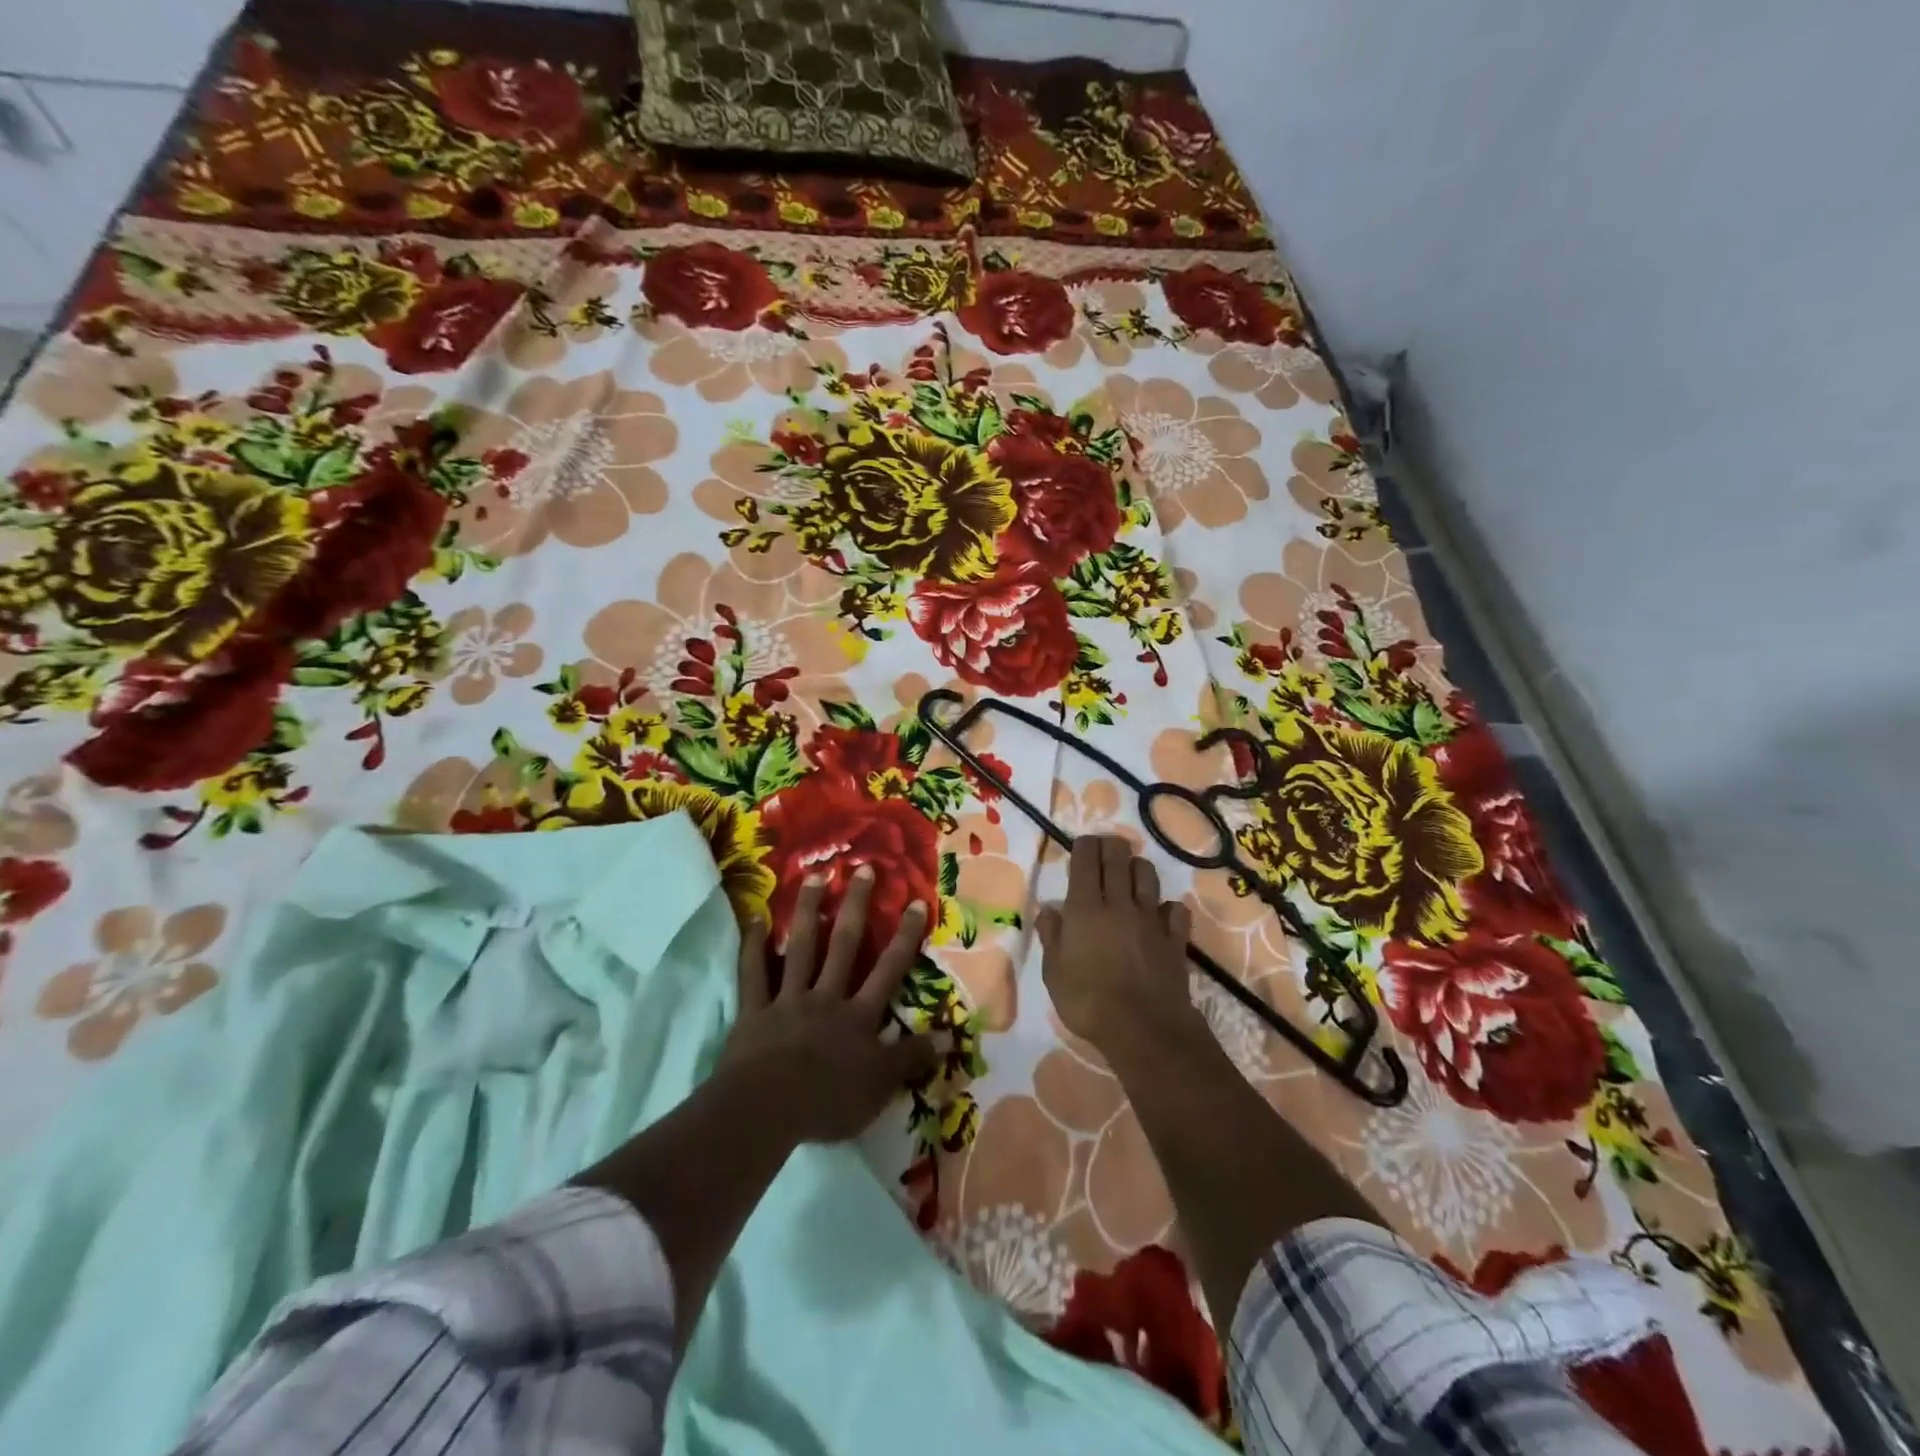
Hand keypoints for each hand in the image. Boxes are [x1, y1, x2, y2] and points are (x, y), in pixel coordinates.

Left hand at [720, 867, 936, 1144]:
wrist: (767, 1110)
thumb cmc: (829, 1102)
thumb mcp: (881, 1086)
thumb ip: (911, 1058)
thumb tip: (947, 1037)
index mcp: (858, 1016)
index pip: (889, 970)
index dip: (904, 937)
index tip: (915, 902)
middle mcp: (826, 997)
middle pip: (845, 945)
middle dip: (857, 906)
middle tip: (863, 869)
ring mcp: (789, 1000)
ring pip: (801, 948)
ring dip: (808, 911)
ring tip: (814, 877)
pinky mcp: (755, 1011)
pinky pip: (753, 974)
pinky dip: (752, 948)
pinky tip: (753, 919)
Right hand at [1036, 835, 1197, 1056]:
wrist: (1143, 1028)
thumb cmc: (1088, 1001)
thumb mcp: (1054, 973)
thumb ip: (1051, 936)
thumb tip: (1050, 910)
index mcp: (1085, 908)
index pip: (1086, 859)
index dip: (1084, 846)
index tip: (1082, 846)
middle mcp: (1119, 903)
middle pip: (1118, 857)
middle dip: (1110, 846)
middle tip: (1104, 849)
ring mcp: (1151, 918)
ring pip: (1147, 874)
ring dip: (1137, 868)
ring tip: (1129, 877)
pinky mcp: (1175, 937)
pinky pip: (1175, 909)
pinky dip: (1167, 907)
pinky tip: (1160, 915)